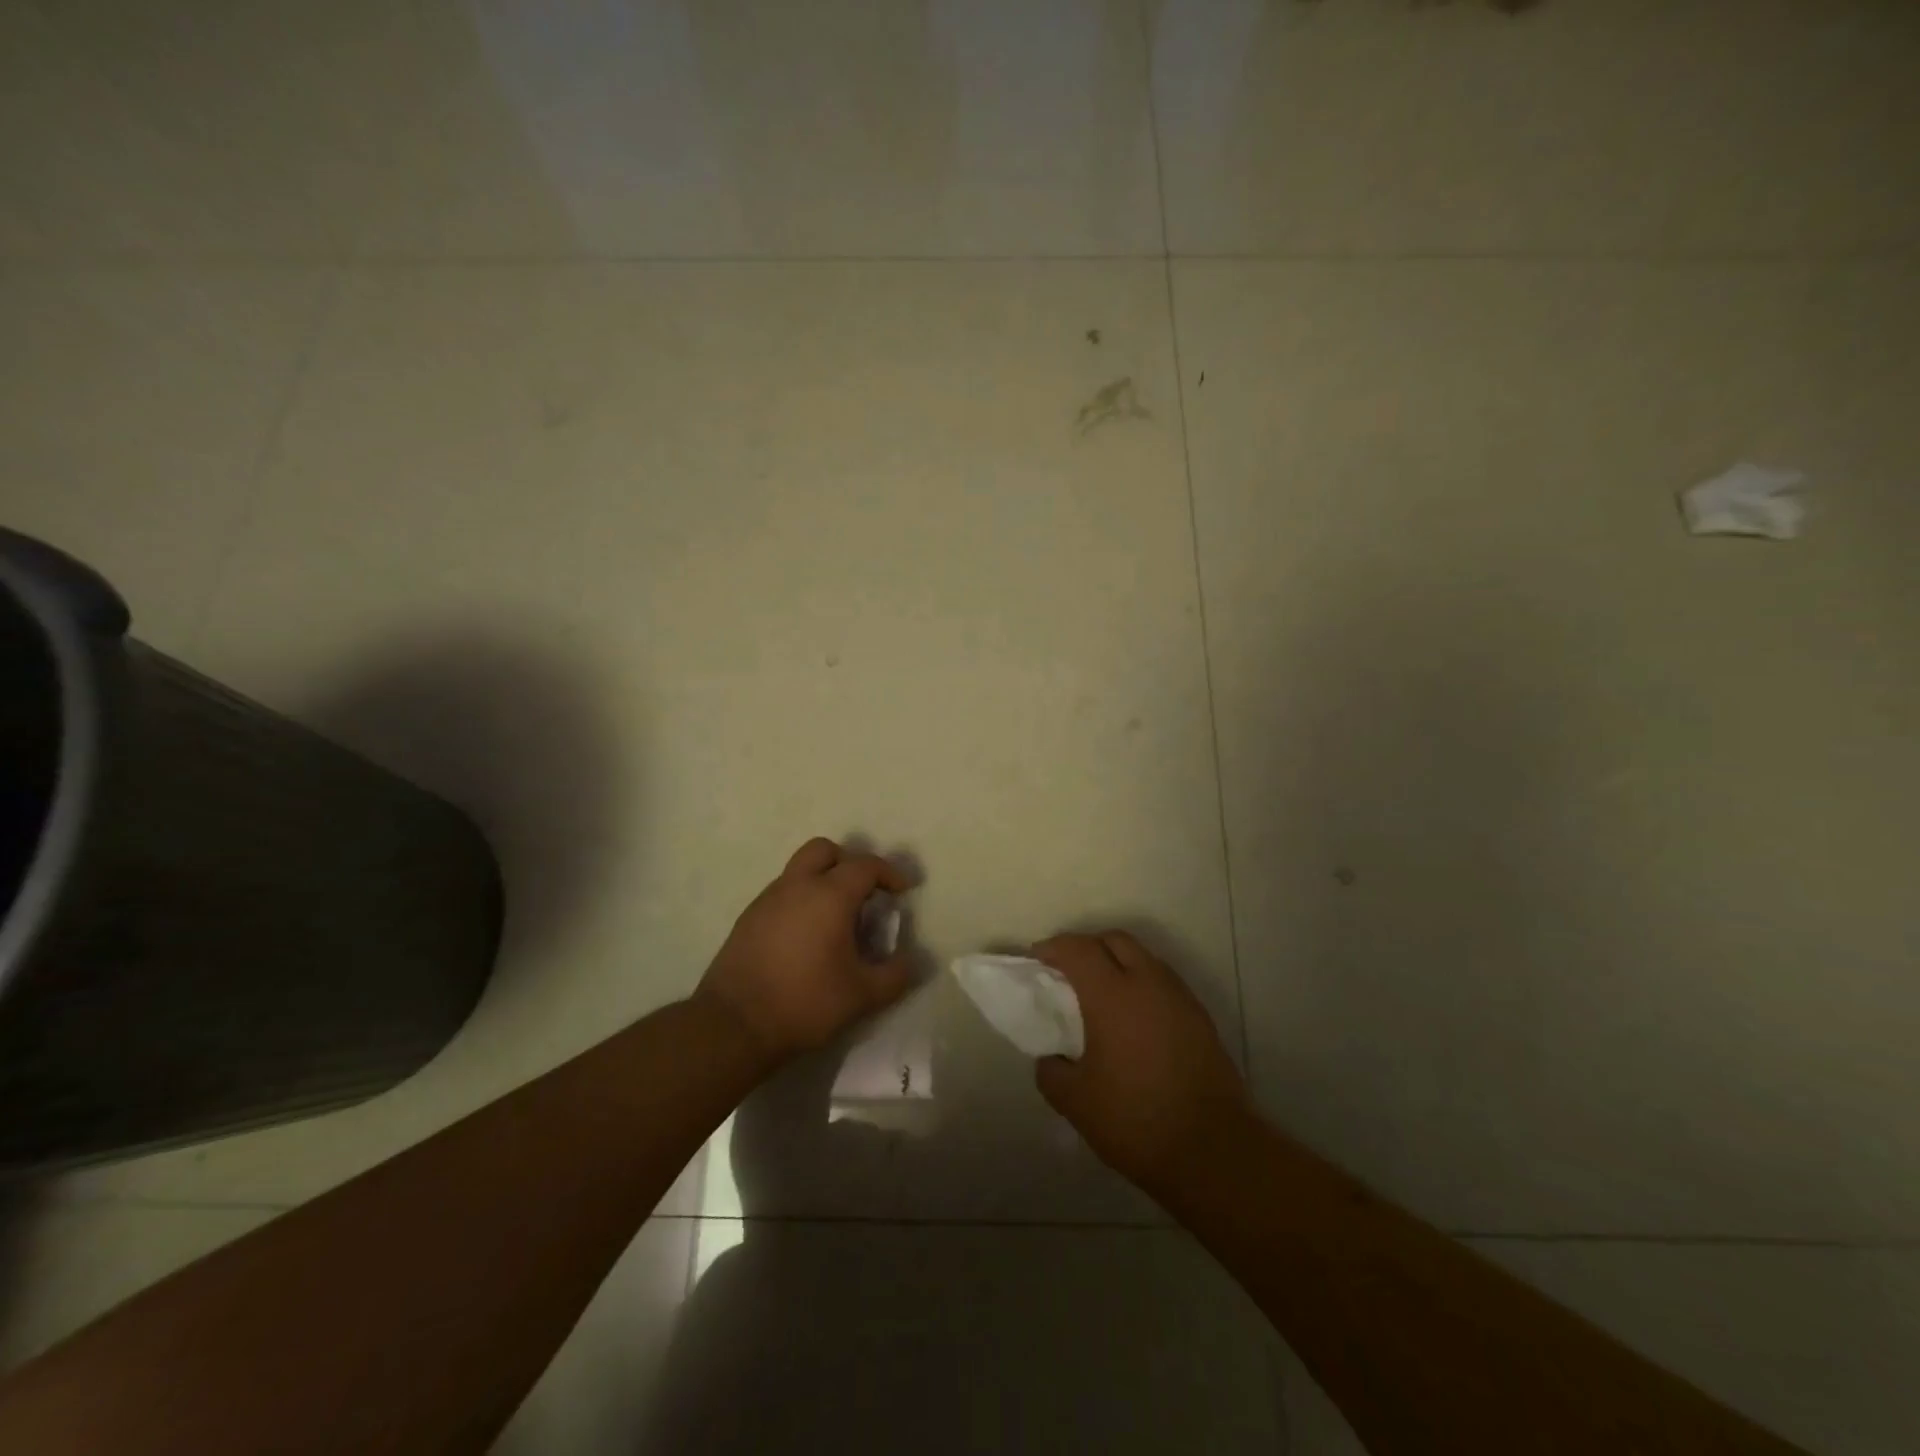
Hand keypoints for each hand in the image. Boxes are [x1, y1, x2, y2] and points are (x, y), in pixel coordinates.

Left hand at [696, 837, 916, 1061]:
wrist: (734, 1024)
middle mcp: (797, 886)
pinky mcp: (748, 918)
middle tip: (864, 892)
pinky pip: (782, 893)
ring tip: (836, 918)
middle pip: (825, 850)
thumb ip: (895, 975)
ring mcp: (768, 899)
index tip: (903, 891)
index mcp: (829, 895)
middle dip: (849, 862)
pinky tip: (806, 937)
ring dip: (822, 880)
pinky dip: (801, 900)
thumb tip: (911, 960)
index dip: (889, 874)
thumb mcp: (862, 996)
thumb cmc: (805, 1002)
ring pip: (800, 869)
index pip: (866, 866)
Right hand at [1033, 931, 1251, 1193]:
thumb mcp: (1076, 1102)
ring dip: (1118, 964)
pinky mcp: (1200, 1017)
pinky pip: (1163, 983)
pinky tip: (1133, 1021)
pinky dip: (1142, 985)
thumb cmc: (1135, 1119)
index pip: (1078, 948)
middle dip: (1088, 947)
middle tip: (1068, 973)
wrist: (1213, 1150)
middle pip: (1115, 940)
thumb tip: (1051, 1058)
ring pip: (1144, 958)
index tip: (1036, 960)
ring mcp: (1179, 997)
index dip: (1053, 948)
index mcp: (1112, 994)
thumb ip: (1051, 1071)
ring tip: (1101, 997)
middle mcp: (1148, 982)